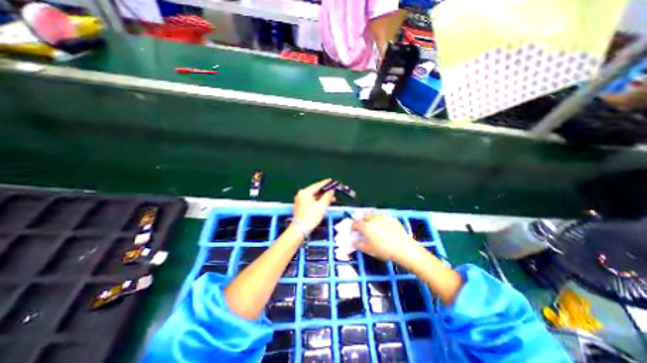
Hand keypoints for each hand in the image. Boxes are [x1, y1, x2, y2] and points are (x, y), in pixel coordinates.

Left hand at [293, 179, 336, 234]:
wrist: (300, 229)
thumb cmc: (311, 216)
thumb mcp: (322, 206)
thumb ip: (327, 196)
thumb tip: (331, 190)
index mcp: (305, 192)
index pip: (317, 185)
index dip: (326, 183)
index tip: (332, 181)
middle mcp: (301, 194)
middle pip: (315, 190)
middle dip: (325, 191)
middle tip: (334, 191)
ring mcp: (300, 199)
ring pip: (314, 195)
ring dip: (322, 197)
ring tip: (332, 199)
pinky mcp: (300, 205)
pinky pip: (311, 200)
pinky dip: (318, 200)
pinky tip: (324, 203)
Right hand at [352, 214, 416, 261]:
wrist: (403, 248)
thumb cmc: (384, 250)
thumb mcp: (369, 250)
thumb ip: (359, 245)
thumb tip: (354, 242)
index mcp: (366, 226)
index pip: (356, 223)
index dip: (353, 227)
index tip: (353, 231)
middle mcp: (373, 219)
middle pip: (365, 217)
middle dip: (362, 221)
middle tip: (364, 228)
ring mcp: (383, 217)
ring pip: (374, 216)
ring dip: (372, 220)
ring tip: (374, 227)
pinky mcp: (392, 219)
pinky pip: (383, 218)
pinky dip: (381, 221)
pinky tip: (385, 228)